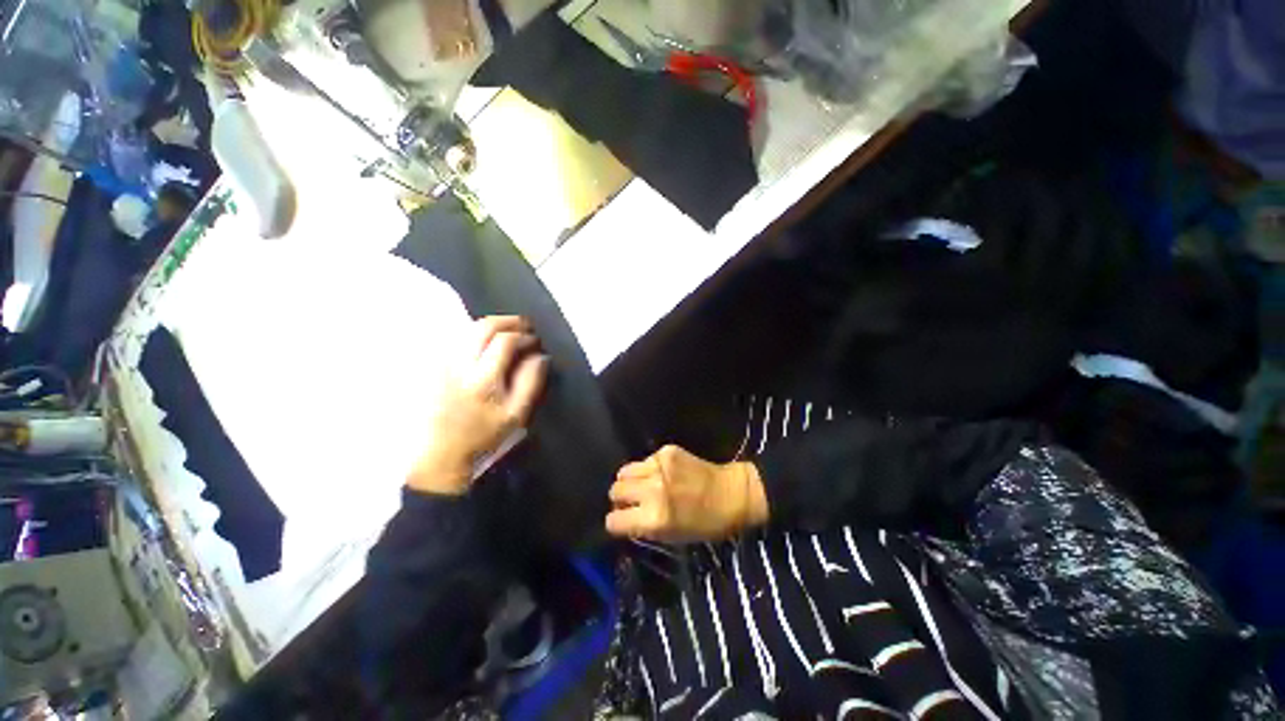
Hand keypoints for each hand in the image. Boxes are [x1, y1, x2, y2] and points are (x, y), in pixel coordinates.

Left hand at [408, 316, 548, 495]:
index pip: (505, 341)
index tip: (535, 341)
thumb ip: (530, 382)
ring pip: (466, 328)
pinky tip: (485, 341)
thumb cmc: (483, 435)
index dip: (524, 336)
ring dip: (491, 324)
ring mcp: (442, 363)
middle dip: (508, 321)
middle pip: (483, 326)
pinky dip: (473, 332)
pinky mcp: (433, 366)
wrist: (441, 453)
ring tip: (508, 330)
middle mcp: (459, 364)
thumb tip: (541, 356)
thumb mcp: (517, 415)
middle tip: (525, 325)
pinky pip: (454, 337)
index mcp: (483, 378)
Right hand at [605, 445, 768, 543]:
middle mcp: (652, 490)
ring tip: (643, 485)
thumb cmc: (705, 523)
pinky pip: (644, 460)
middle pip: (615, 490)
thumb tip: (623, 517)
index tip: (622, 521)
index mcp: (655, 518)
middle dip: (620, 498)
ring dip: (630, 480)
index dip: (616, 522)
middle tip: (633, 501)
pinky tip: (662, 474)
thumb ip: (643, 527)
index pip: (613, 520)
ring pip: (624, 471)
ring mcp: (659, 466)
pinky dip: (648, 468)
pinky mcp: (666, 451)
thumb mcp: (671, 536)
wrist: (730, 493)